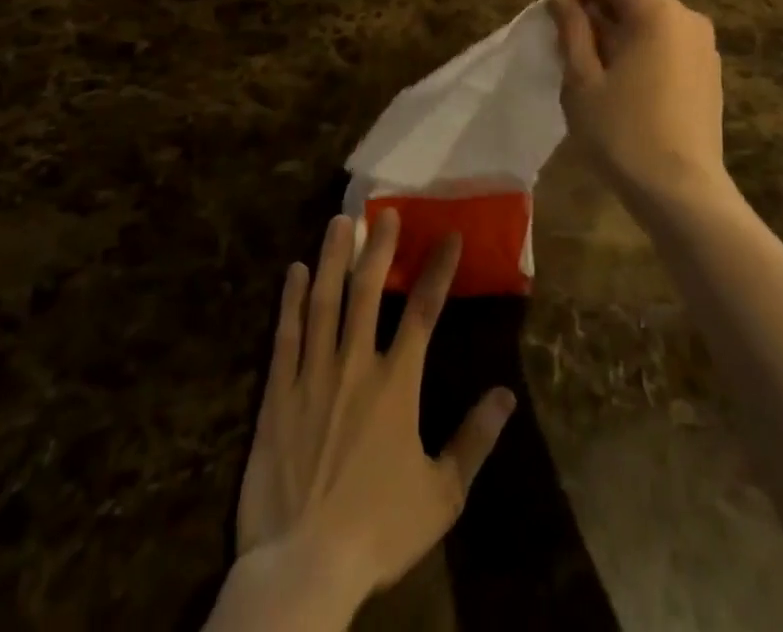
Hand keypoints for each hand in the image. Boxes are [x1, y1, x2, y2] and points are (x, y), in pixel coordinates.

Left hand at [230, 211, 515, 624]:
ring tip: (339, 222)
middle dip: (378, 248)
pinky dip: (290, 301)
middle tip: (384, 212)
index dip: (438, 269)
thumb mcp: (442, 494)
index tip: (449, 235)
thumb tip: (506, 395)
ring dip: (332, 258)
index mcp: (397, 384)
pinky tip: (293, 272)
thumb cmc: (377, 530)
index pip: (424, 311)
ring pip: (323, 302)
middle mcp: (355, 365)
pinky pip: (285, 336)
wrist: (302, 570)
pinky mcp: (276, 396)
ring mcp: (312, 376)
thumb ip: (475, 440)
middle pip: (367, 292)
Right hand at [548, 0, 733, 212]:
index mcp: (658, 12)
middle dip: (597, 8)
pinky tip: (624, 84)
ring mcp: (704, 47)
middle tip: (567, 42)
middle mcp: (688, 18)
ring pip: (653, 19)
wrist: (683, 192)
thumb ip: (572, 30)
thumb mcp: (582, 81)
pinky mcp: (710, 73)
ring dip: (618, 29)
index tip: (556, 12)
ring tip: (591, 66)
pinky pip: (669, 43)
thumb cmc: (623, 133)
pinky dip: (642, 48)